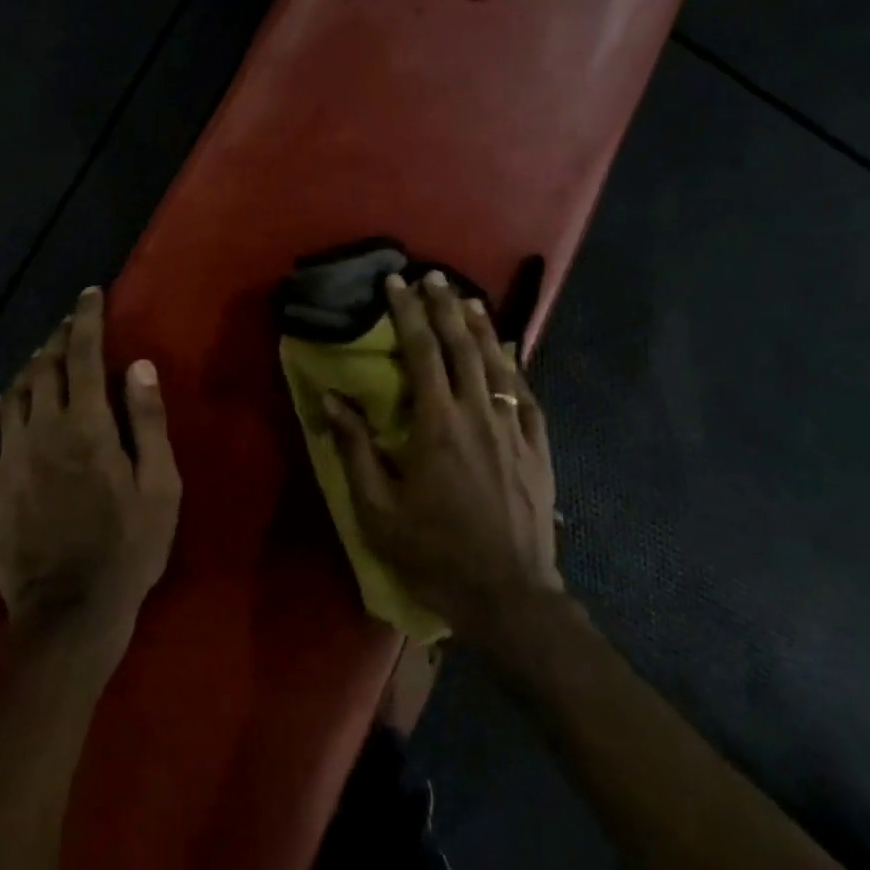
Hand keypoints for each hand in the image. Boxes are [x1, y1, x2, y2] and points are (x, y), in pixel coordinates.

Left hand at [0, 287, 180, 655]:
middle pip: (45, 367)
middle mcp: (40, 431)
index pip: (82, 356)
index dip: (87, 320)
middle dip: (60, 338)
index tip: (90, 294)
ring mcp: (8, 459)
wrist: (70, 611)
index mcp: (86, 427)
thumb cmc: (129, 549)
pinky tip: (4, 402)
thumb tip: (139, 366)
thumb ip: (147, 423)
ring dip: (31, 367)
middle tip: (74, 324)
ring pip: (13, 393)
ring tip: (46, 358)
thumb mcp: (160, 487)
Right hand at [323, 270, 561, 648]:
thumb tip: (331, 400)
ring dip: (482, 326)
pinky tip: (510, 353)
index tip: (396, 283)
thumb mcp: (377, 509)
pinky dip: (515, 366)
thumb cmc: (434, 552)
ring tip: (469, 299)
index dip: (407, 313)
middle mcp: (478, 412)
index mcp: (437, 424)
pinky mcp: (538, 447)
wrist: (507, 593)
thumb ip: (355, 449)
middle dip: (445, 306)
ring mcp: (514, 428)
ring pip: (499, 362)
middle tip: (432, 276)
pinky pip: (526, 393)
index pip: (421, 352)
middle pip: (462, 345)